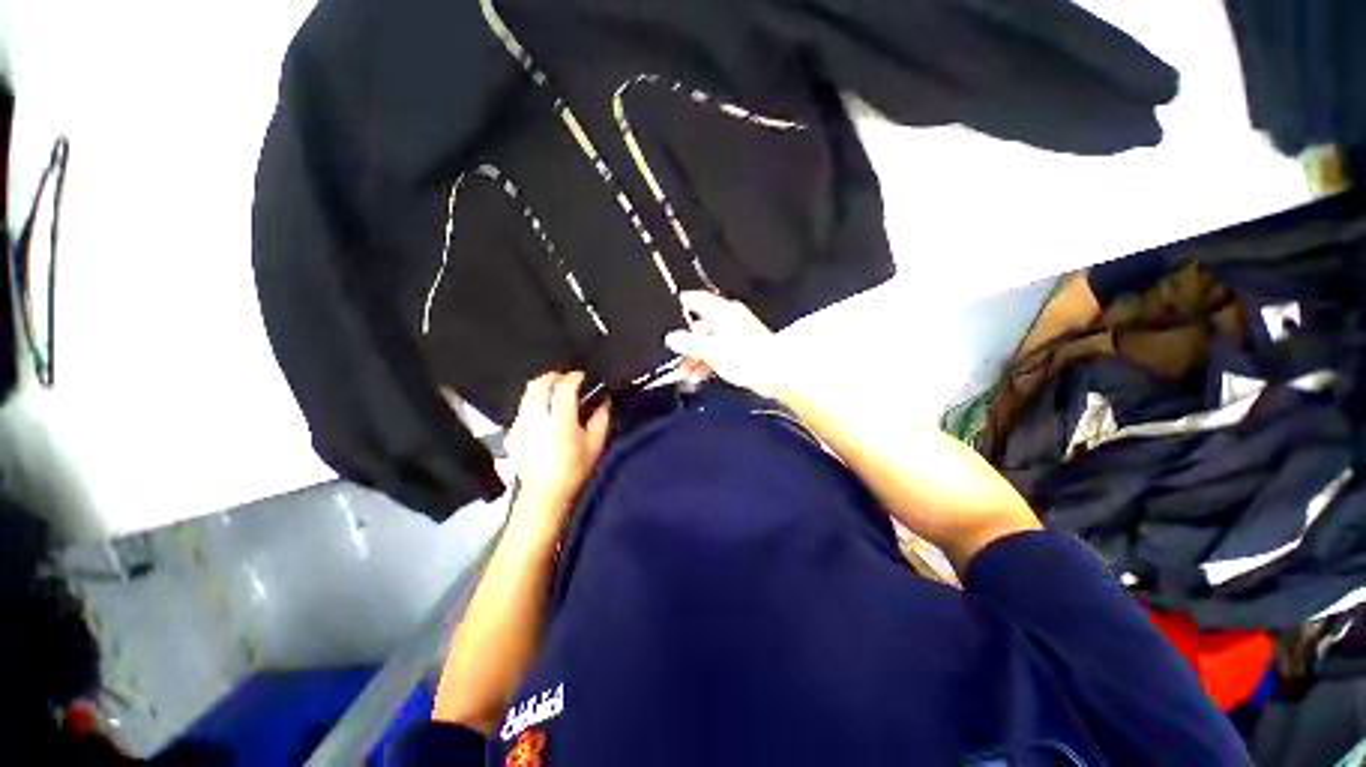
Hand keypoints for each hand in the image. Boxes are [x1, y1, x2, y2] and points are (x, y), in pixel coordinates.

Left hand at [504, 372, 611, 511]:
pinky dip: (534, 402)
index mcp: (559, 420)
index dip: (574, 377)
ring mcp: (520, 424)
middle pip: (540, 383)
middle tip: (568, 380)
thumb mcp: (595, 444)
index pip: (564, 387)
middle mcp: (535, 417)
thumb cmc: (574, 469)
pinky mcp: (511, 432)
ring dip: (543, 388)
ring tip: (556, 394)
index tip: (583, 377)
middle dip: (555, 377)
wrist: (544, 494)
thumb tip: (605, 401)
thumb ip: (601, 418)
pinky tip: (544, 414)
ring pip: (527, 393)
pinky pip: (522, 407)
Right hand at [664, 291, 783, 397]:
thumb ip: (688, 343)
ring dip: (697, 357)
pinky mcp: (744, 350)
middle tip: (678, 356)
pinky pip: (721, 353)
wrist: (775, 374)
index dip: (685, 302)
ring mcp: (739, 335)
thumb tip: (672, 338)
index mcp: (724, 312)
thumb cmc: (747, 358)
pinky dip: (710, 363)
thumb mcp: (710, 350)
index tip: (674, 307)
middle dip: (688, 343)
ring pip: (711, 342)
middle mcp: (732, 319)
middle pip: (703, 326)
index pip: (699, 299)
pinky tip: (701, 376)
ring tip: (688, 373)